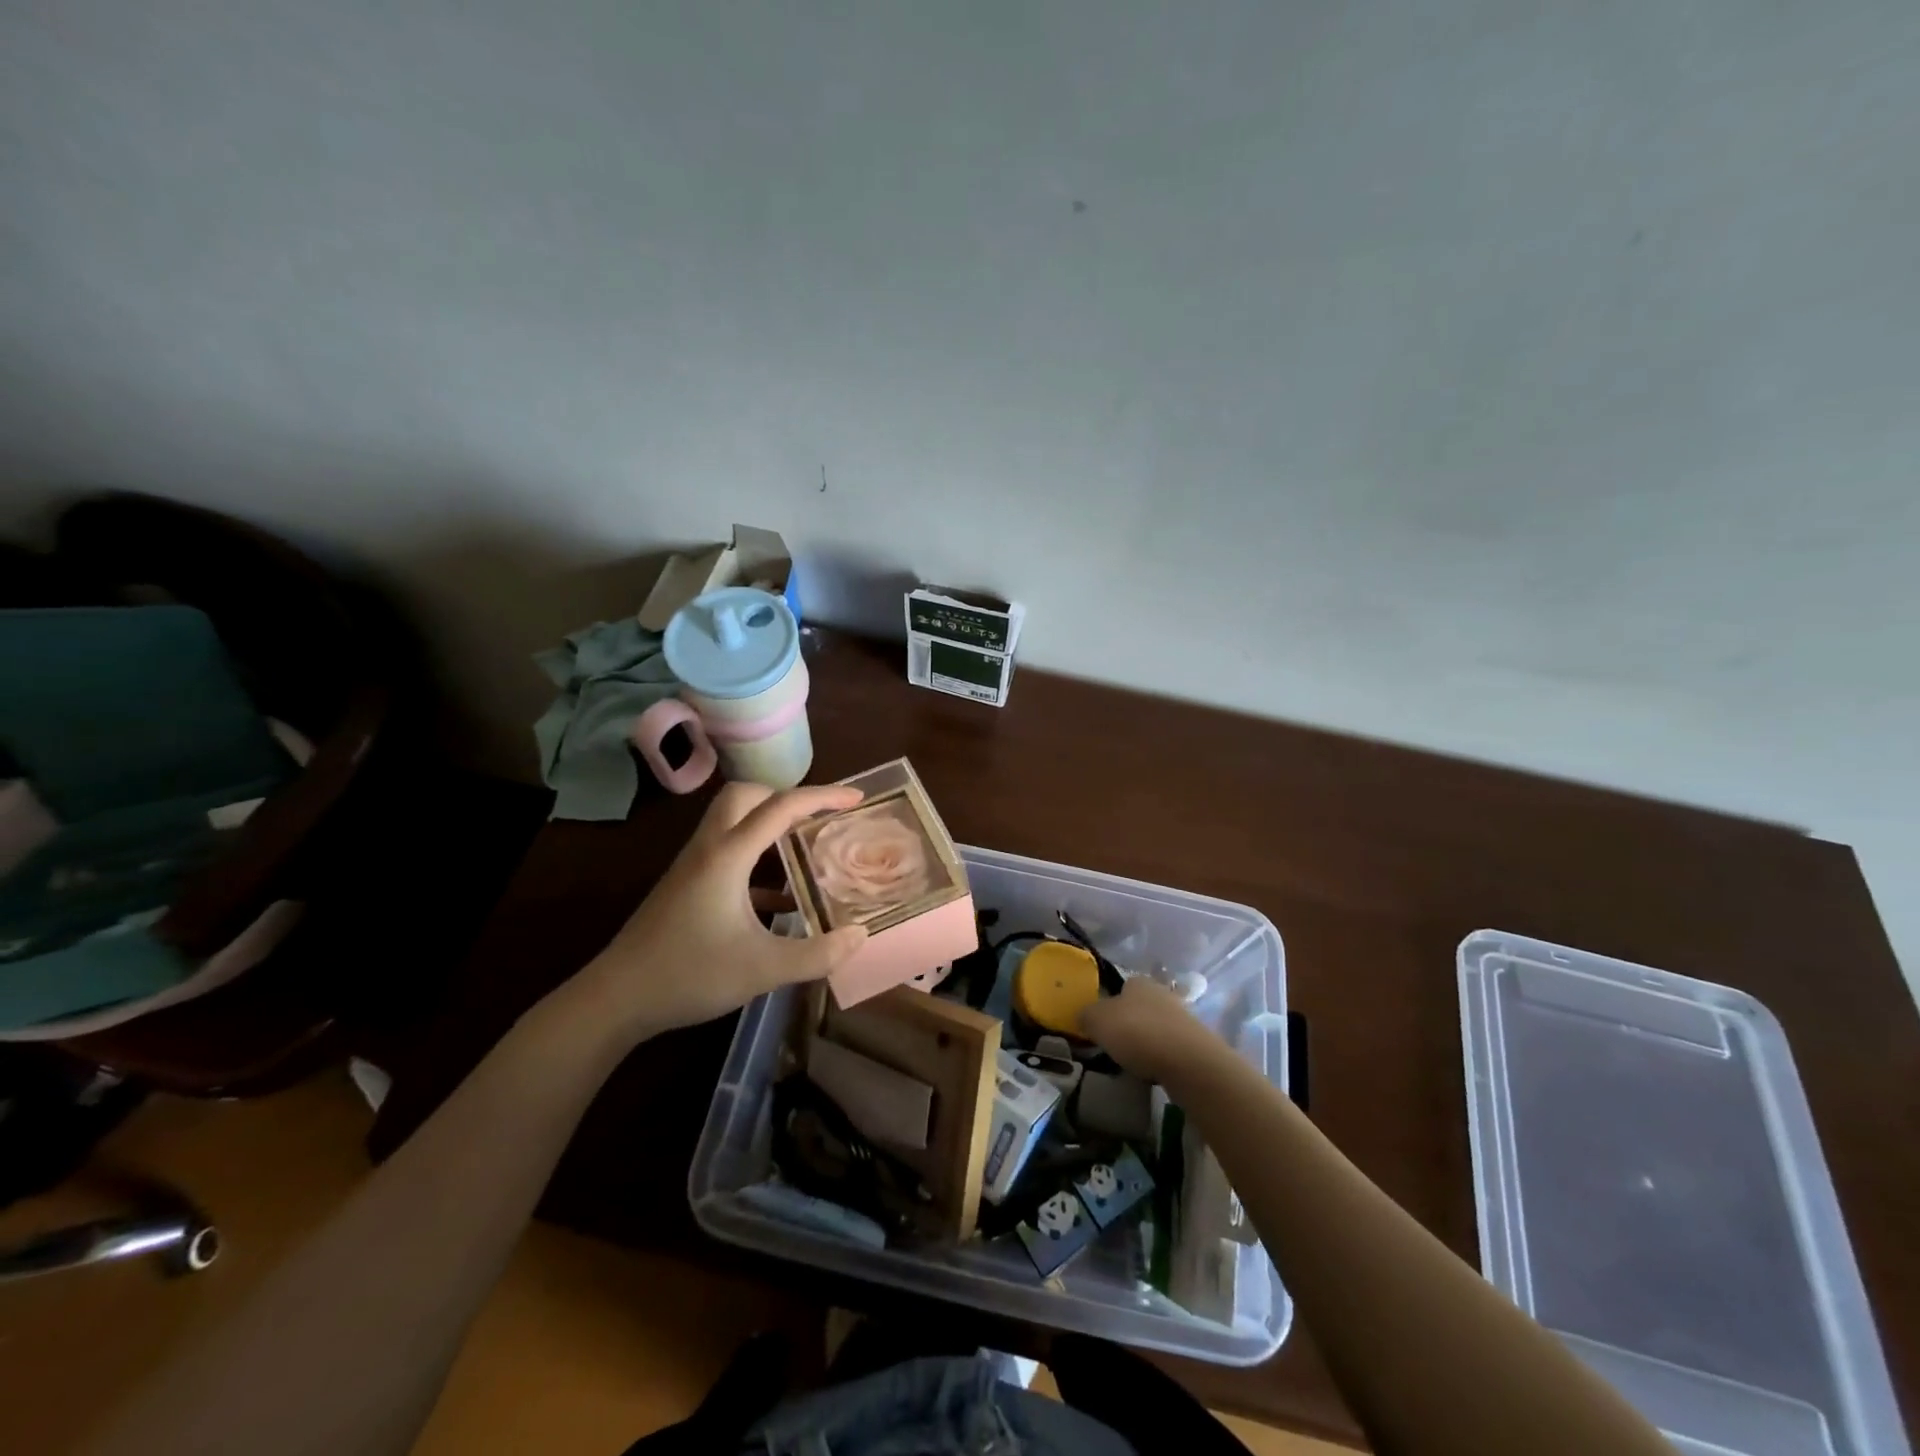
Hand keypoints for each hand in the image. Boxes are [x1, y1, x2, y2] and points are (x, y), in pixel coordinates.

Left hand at [567, 783, 869, 1039]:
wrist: (616, 999)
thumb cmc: (689, 975)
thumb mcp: (762, 970)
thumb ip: (817, 954)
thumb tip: (860, 936)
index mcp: (728, 856)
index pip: (781, 807)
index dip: (823, 797)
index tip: (857, 798)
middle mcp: (709, 849)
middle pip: (746, 796)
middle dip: (787, 798)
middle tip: (819, 819)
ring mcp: (693, 866)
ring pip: (733, 822)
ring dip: (770, 826)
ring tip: (805, 848)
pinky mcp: (686, 886)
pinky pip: (727, 853)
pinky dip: (757, 860)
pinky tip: (780, 898)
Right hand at [1078, 975, 1223, 1082]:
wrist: (1188, 1061)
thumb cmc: (1137, 1032)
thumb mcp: (1097, 1020)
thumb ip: (1086, 1015)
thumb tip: (1084, 1016)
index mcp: (1138, 981)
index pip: (1121, 987)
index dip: (1109, 1004)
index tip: (1101, 1025)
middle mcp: (1161, 993)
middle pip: (1139, 1006)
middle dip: (1128, 1023)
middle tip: (1114, 1044)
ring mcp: (1182, 1017)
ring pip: (1155, 1026)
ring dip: (1145, 1041)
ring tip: (1132, 1062)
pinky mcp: (1196, 1043)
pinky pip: (1170, 1047)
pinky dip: (1160, 1057)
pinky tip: (1152, 1071)